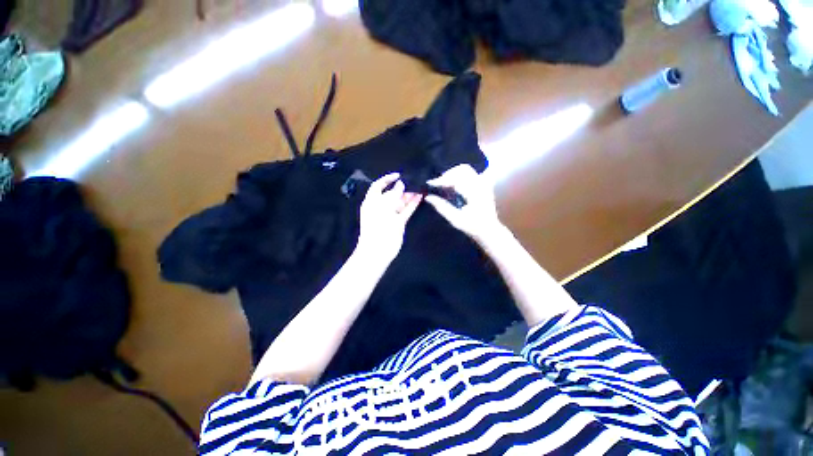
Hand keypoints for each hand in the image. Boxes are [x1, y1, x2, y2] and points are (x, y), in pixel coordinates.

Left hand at [356, 173, 422, 264]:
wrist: (378, 250)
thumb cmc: (377, 227)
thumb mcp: (384, 208)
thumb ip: (393, 195)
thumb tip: (400, 184)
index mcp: (372, 202)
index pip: (378, 186)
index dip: (387, 180)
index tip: (398, 175)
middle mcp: (381, 207)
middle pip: (391, 194)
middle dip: (402, 188)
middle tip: (414, 182)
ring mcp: (390, 215)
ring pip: (400, 202)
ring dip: (409, 195)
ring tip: (419, 187)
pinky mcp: (399, 222)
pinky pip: (406, 211)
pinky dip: (412, 204)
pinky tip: (419, 197)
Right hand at [425, 165, 503, 242]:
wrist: (489, 230)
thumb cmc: (473, 227)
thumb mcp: (455, 220)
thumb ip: (442, 207)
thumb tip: (428, 197)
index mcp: (475, 193)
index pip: (456, 179)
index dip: (441, 180)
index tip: (430, 183)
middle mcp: (481, 185)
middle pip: (462, 169)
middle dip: (447, 175)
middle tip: (437, 184)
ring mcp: (483, 184)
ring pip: (466, 170)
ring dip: (453, 175)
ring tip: (444, 184)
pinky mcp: (483, 185)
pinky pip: (469, 174)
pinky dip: (459, 177)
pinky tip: (452, 186)